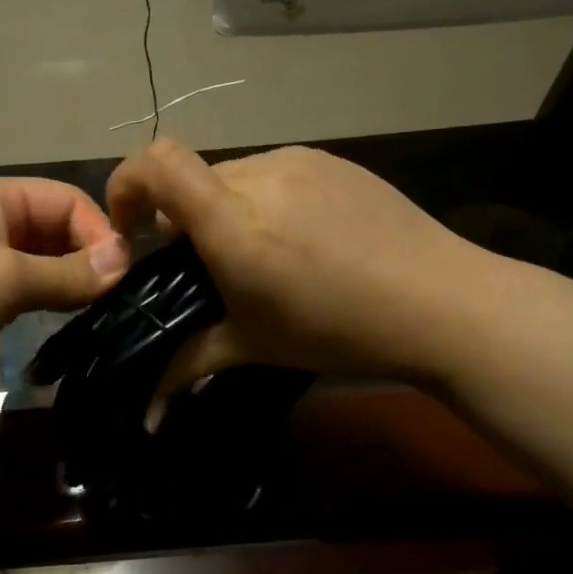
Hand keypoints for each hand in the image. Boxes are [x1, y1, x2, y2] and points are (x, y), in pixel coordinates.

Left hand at [0, 177, 129, 410]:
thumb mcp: (6, 278)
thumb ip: (69, 272)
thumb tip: (125, 261)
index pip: (65, 199)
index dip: (99, 231)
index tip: (124, 275)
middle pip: (53, 228)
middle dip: (85, 257)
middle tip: (114, 298)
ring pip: (37, 262)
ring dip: (66, 281)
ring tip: (95, 312)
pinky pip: (16, 290)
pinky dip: (41, 300)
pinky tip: (60, 322)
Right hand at [105, 138, 485, 389]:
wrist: (446, 303)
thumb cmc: (340, 330)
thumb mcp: (255, 346)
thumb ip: (188, 364)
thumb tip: (145, 413)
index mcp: (234, 222)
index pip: (157, 164)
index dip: (126, 184)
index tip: (132, 229)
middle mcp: (260, 176)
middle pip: (193, 180)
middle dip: (183, 218)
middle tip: (209, 268)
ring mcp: (300, 161)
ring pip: (234, 176)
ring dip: (227, 211)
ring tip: (263, 256)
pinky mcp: (332, 160)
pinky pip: (275, 172)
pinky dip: (265, 200)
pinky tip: (303, 240)